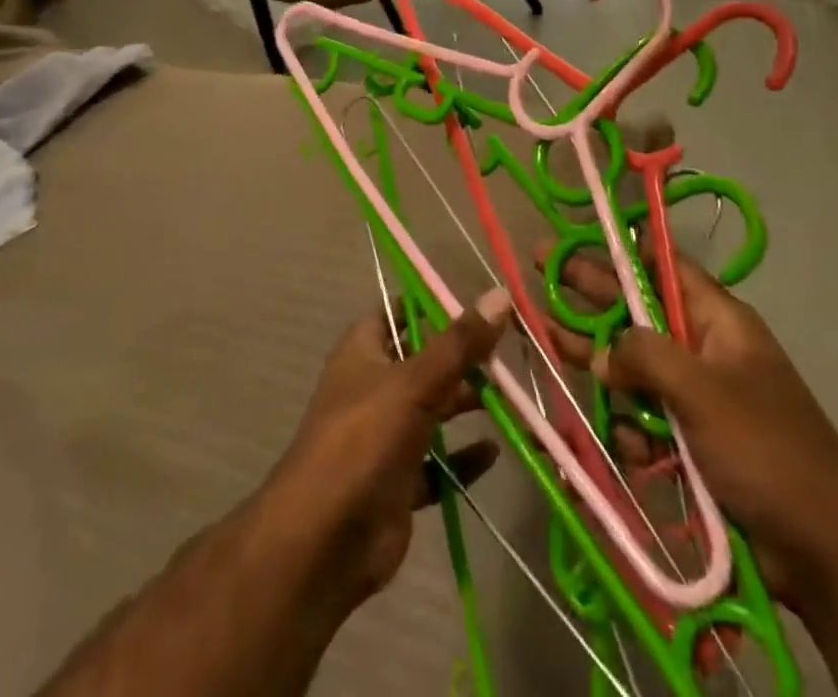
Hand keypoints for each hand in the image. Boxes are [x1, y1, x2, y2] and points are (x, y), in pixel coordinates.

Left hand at [263, 288, 511, 611]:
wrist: (322, 542)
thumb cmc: (363, 440)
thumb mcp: (415, 382)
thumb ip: (459, 343)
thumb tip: (500, 294)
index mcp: (364, 351)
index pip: (398, 312)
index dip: (433, 305)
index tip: (480, 304)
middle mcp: (373, 387)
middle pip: (424, 362)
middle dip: (463, 359)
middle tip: (510, 354)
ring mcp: (385, 436)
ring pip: (434, 411)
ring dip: (467, 405)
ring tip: (514, 399)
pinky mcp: (398, 482)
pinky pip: (438, 464)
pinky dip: (463, 458)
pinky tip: (494, 453)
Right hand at [542, 249, 837, 614]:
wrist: (825, 551)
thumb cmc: (766, 450)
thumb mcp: (702, 390)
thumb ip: (644, 357)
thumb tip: (603, 354)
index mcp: (718, 320)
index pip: (664, 265)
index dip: (621, 250)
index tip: (577, 240)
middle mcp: (705, 349)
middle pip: (638, 311)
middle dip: (591, 298)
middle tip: (542, 274)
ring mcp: (699, 396)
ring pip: (636, 368)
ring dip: (605, 370)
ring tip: (554, 349)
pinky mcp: (694, 440)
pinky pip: (648, 418)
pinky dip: (632, 429)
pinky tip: (630, 450)